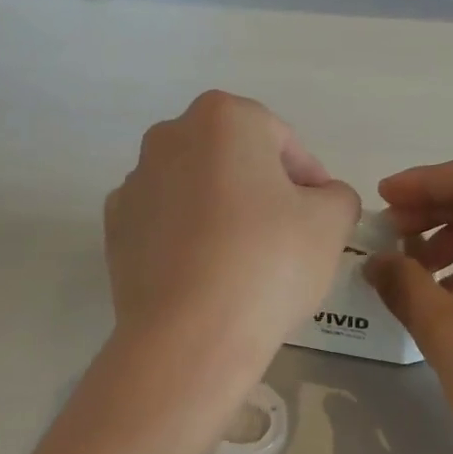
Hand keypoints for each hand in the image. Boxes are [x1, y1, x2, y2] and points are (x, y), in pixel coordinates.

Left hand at [105, 91, 358, 370]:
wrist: (190, 336)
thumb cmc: (268, 263)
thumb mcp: (332, 222)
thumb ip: (337, 196)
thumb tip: (321, 200)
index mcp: (223, 117)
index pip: (282, 140)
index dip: (309, 180)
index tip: (320, 219)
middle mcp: (169, 136)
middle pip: (233, 160)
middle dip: (261, 191)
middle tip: (286, 238)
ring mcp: (134, 183)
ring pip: (196, 191)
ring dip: (222, 214)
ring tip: (243, 264)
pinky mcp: (115, 229)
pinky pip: (165, 224)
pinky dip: (186, 240)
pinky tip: (204, 277)